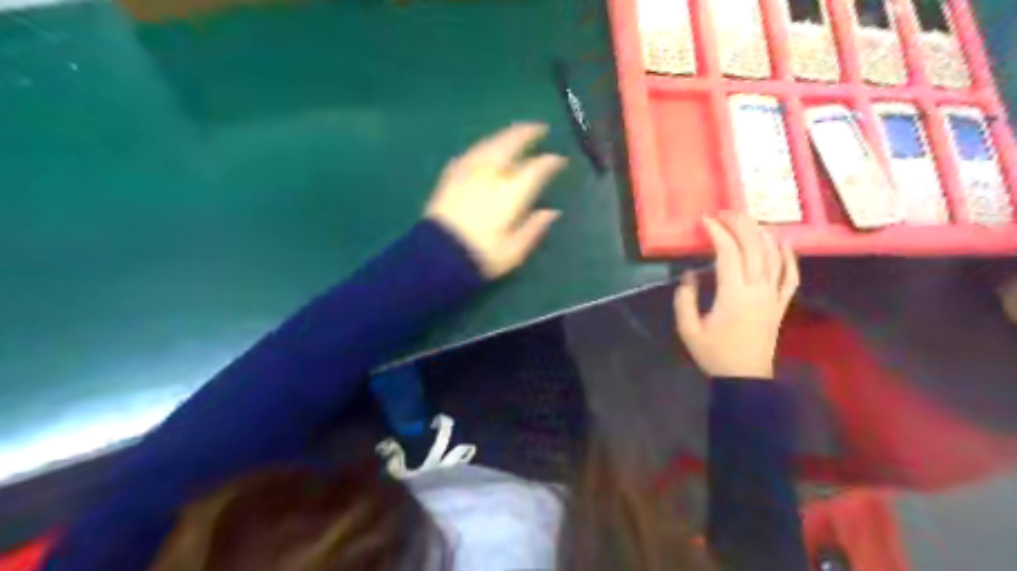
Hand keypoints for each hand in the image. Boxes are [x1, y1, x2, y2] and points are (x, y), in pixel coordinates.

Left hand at [426, 123, 568, 277]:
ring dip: (504, 135)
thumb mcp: (513, 252)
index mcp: (510, 194)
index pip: (535, 169)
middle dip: (527, 133)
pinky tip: (484, 149)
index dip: (550, 162)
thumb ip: (534, 229)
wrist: (437, 257)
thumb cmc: (479, 256)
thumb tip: (552, 212)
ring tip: (515, 133)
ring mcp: (468, 173)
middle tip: (539, 128)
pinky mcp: (450, 177)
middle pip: (510, 145)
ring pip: (489, 144)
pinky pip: (469, 154)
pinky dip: (482, 148)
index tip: (559, 159)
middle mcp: (490, 176)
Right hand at [674, 213, 801, 379]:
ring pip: (774, 257)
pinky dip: (790, 256)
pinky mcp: (781, 304)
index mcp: (733, 295)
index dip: (717, 234)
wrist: (745, 378)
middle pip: (754, 248)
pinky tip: (784, 242)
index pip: (728, 254)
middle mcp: (758, 290)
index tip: (705, 221)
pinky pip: (791, 276)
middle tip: (726, 212)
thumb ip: (685, 300)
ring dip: (762, 234)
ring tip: (749, 220)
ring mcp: (774, 296)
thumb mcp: (688, 330)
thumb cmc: (714, 354)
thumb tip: (689, 276)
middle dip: (740, 225)